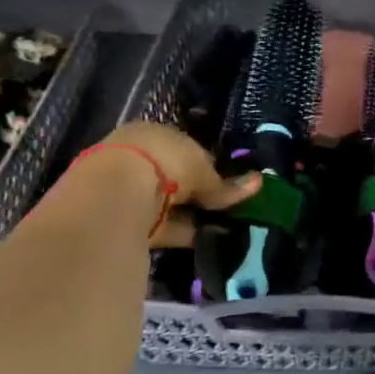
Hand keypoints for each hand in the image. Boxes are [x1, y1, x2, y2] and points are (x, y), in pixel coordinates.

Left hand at [93, 122, 259, 247]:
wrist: (116, 193)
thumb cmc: (164, 163)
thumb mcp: (203, 170)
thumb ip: (226, 184)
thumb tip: (258, 184)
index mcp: (154, 133)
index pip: (186, 149)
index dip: (209, 167)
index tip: (229, 184)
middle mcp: (138, 157)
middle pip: (176, 177)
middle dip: (198, 192)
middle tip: (226, 208)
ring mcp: (128, 190)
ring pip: (169, 203)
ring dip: (192, 214)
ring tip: (222, 227)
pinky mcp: (126, 219)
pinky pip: (162, 225)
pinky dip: (182, 232)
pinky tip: (204, 239)